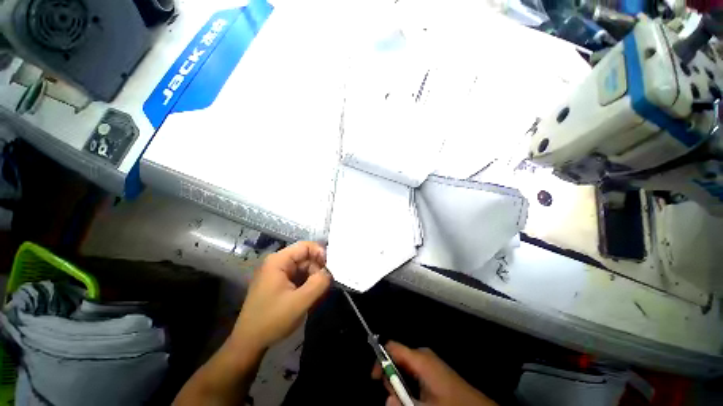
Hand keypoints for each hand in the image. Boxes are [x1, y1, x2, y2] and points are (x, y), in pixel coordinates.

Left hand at [230, 241, 330, 352]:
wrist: (249, 343)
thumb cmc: (272, 320)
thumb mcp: (300, 302)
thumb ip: (319, 283)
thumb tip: (330, 272)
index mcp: (279, 261)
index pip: (305, 246)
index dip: (321, 253)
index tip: (331, 269)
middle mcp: (277, 263)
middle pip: (305, 257)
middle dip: (318, 269)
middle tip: (326, 285)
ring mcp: (277, 273)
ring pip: (304, 268)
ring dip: (313, 278)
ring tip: (318, 294)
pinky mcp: (278, 283)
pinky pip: (298, 277)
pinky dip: (307, 284)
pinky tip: (310, 297)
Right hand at [372, 341, 496, 405]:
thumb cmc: (453, 405)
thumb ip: (404, 403)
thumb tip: (386, 401)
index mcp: (420, 358)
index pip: (392, 347)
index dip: (380, 359)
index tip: (374, 378)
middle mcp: (422, 355)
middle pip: (396, 358)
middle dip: (391, 378)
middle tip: (397, 399)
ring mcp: (429, 362)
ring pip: (404, 368)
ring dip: (400, 385)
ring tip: (410, 401)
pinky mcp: (433, 370)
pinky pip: (413, 373)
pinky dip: (409, 385)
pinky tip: (417, 399)